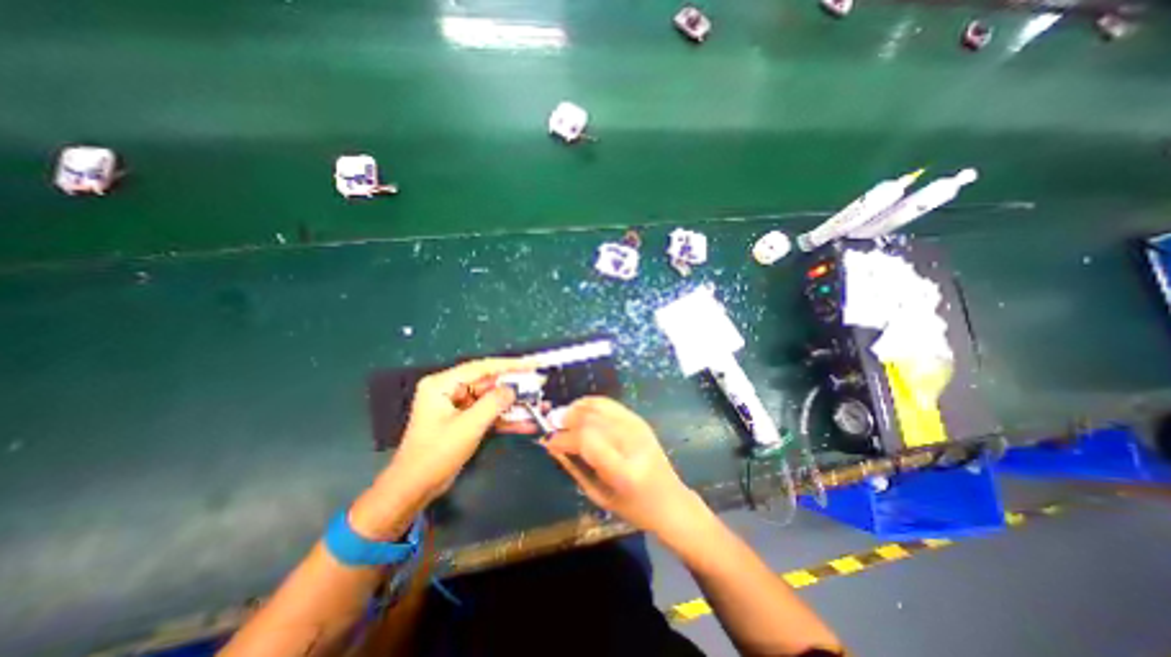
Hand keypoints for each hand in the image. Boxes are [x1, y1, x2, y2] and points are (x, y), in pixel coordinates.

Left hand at [387, 360, 535, 503]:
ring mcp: (458, 406)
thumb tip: (513, 389)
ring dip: (513, 405)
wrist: (414, 489)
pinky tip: (527, 423)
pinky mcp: (464, 420)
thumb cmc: (436, 454)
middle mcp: (450, 390)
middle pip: (489, 383)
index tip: (532, 364)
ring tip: (538, 404)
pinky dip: (505, 419)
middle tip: (539, 385)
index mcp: (443, 384)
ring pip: (492, 399)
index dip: (510, 365)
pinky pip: (489, 414)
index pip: (482, 367)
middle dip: (514, 387)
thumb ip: (493, 403)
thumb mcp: (468, 426)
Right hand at [541, 398, 703, 535]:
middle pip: (591, 419)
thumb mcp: (599, 496)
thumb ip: (574, 467)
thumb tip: (552, 444)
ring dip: (576, 409)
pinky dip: (590, 404)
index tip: (549, 441)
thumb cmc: (634, 508)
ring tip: (563, 419)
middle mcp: (632, 443)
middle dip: (566, 420)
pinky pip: (609, 404)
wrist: (670, 500)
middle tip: (552, 427)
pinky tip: (580, 411)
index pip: (587, 440)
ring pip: (599, 407)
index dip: (563, 437)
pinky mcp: (639, 420)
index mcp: (623, 470)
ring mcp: (638, 428)